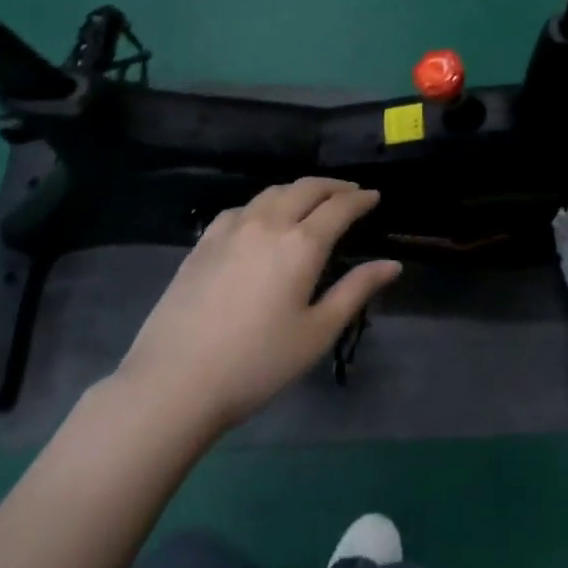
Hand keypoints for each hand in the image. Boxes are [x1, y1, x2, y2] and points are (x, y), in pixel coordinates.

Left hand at [113, 178, 400, 443]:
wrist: (175, 381)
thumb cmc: (257, 363)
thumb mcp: (317, 333)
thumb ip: (355, 291)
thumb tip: (392, 264)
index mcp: (301, 245)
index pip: (339, 207)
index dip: (360, 198)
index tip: (374, 196)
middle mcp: (268, 224)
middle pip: (306, 188)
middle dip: (333, 186)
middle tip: (350, 192)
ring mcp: (231, 229)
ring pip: (272, 192)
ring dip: (299, 189)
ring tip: (312, 199)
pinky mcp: (204, 242)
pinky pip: (242, 208)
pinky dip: (264, 203)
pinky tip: (262, 218)